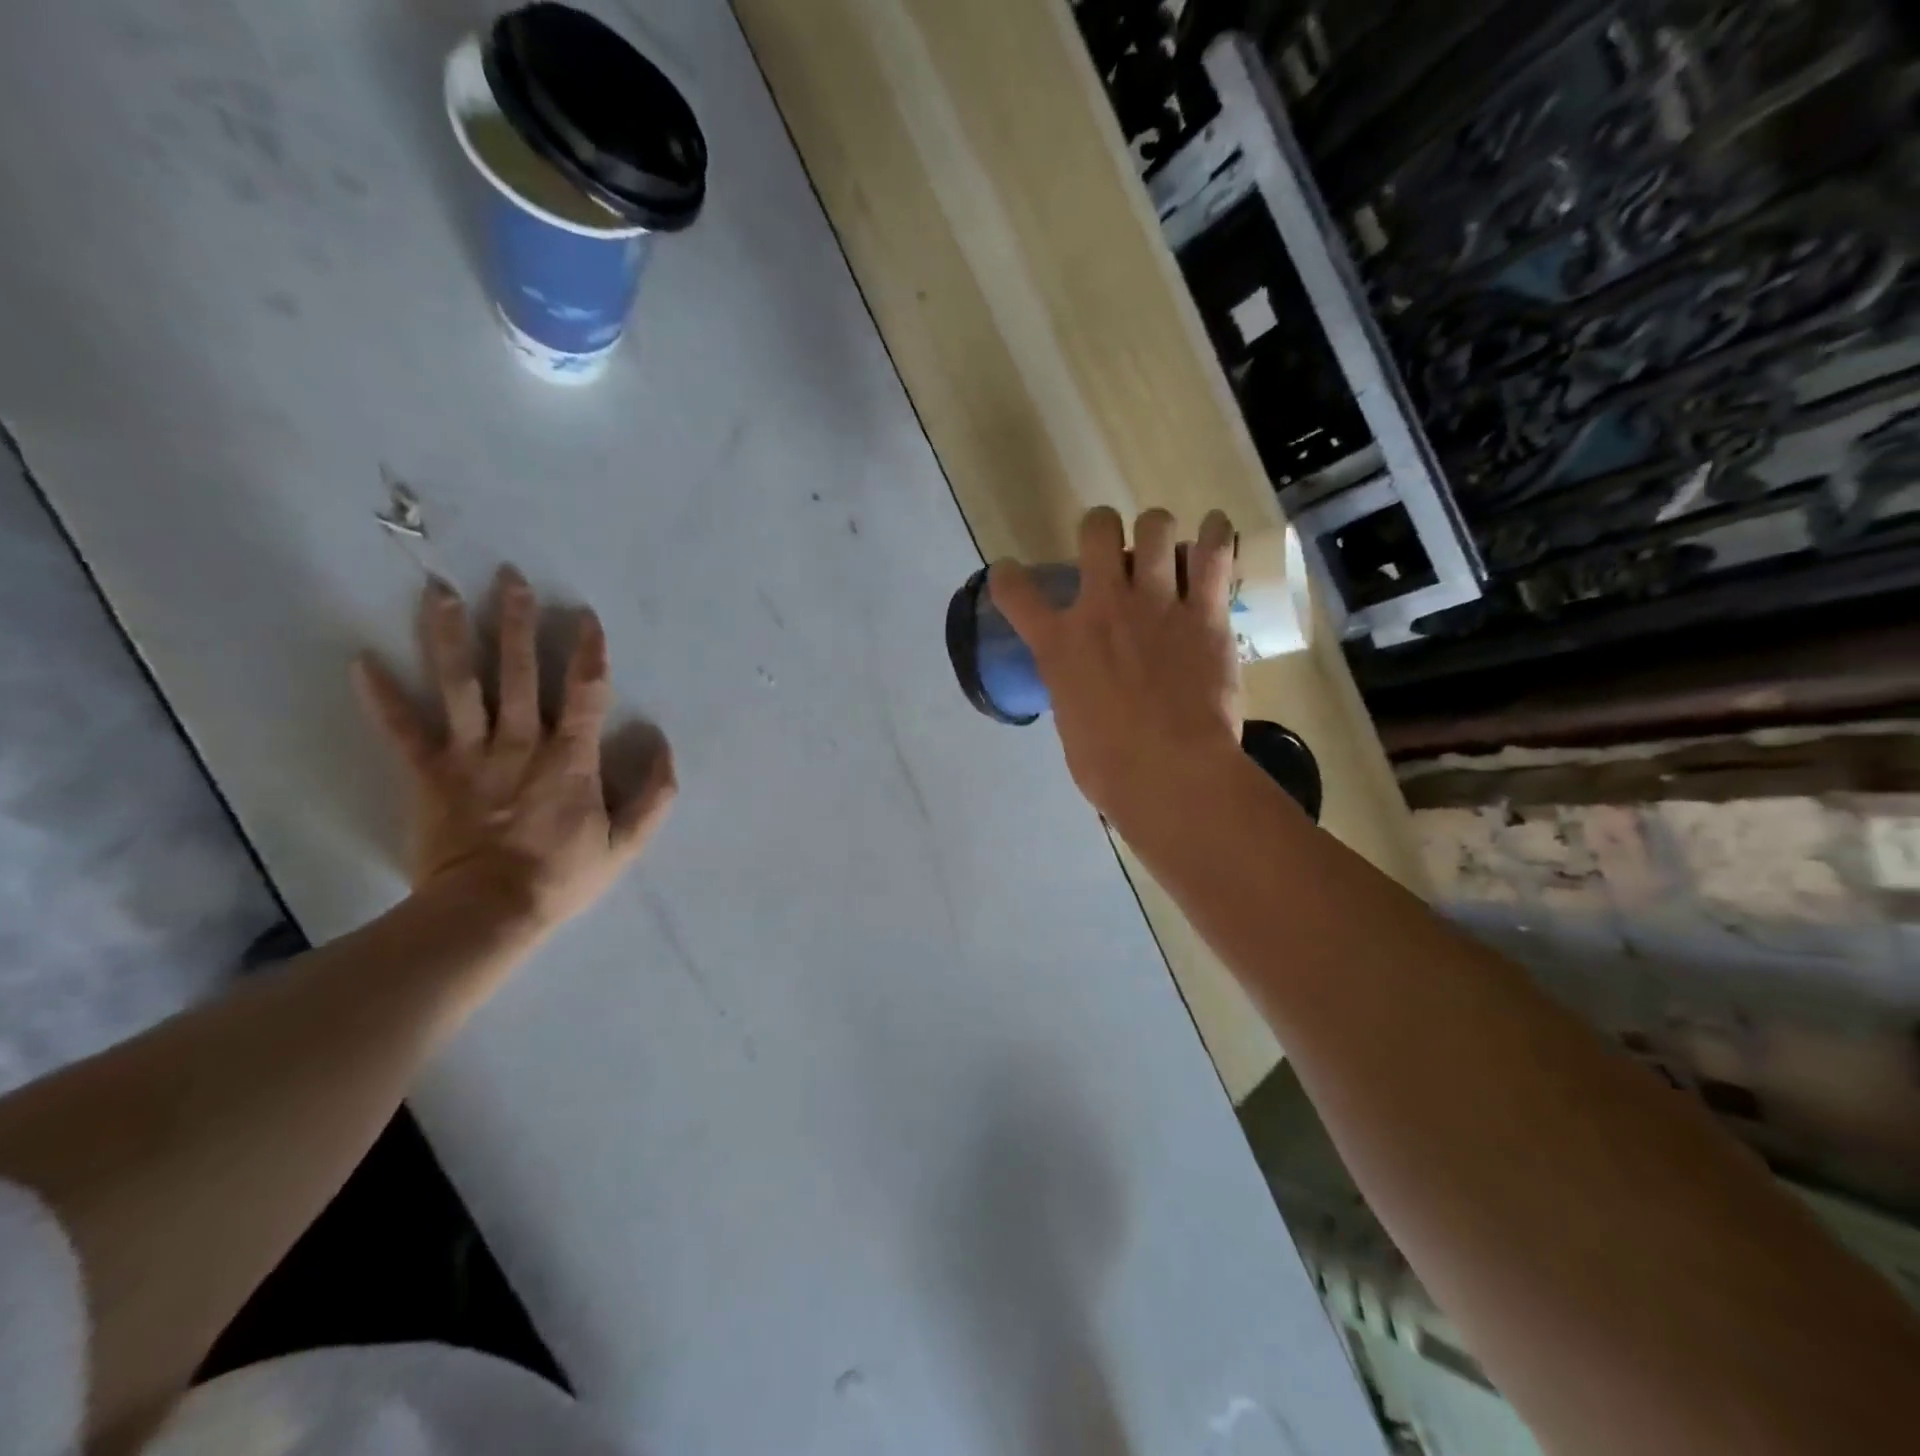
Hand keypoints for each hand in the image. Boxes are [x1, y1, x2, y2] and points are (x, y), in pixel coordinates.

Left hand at [354, 568, 676, 930]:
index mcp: (570, 758)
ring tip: (438, 591)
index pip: (584, 693)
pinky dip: (379, 698)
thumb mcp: (627, 843)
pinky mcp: (429, 775)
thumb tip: (663, 745)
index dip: (588, 652)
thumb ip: (655, 794)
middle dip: (516, 622)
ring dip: (449, 636)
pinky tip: (359, 660)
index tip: (586, 616)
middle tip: (510, 576)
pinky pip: (401, 731)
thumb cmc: (563, 876)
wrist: (489, 913)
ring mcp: (470, 756)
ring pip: (459, 686)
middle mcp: (520, 744)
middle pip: (518, 672)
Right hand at [989, 507, 1243, 825]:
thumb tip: (1084, 686)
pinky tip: (1216, 532)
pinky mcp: (1206, 613)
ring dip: (1158, 532)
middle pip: (1097, 530)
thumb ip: (1073, 688)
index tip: (1009, 574)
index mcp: (1060, 644)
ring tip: (1167, 548)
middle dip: (1101, 529)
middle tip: (1112, 551)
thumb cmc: (1110, 767)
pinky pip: (1214, 552)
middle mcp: (1103, 608)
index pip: (1015, 592)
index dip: (1007, 577)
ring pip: (1156, 526)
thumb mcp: (1071, 723)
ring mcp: (1156, 604)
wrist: (1170, 774)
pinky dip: (1216, 536)